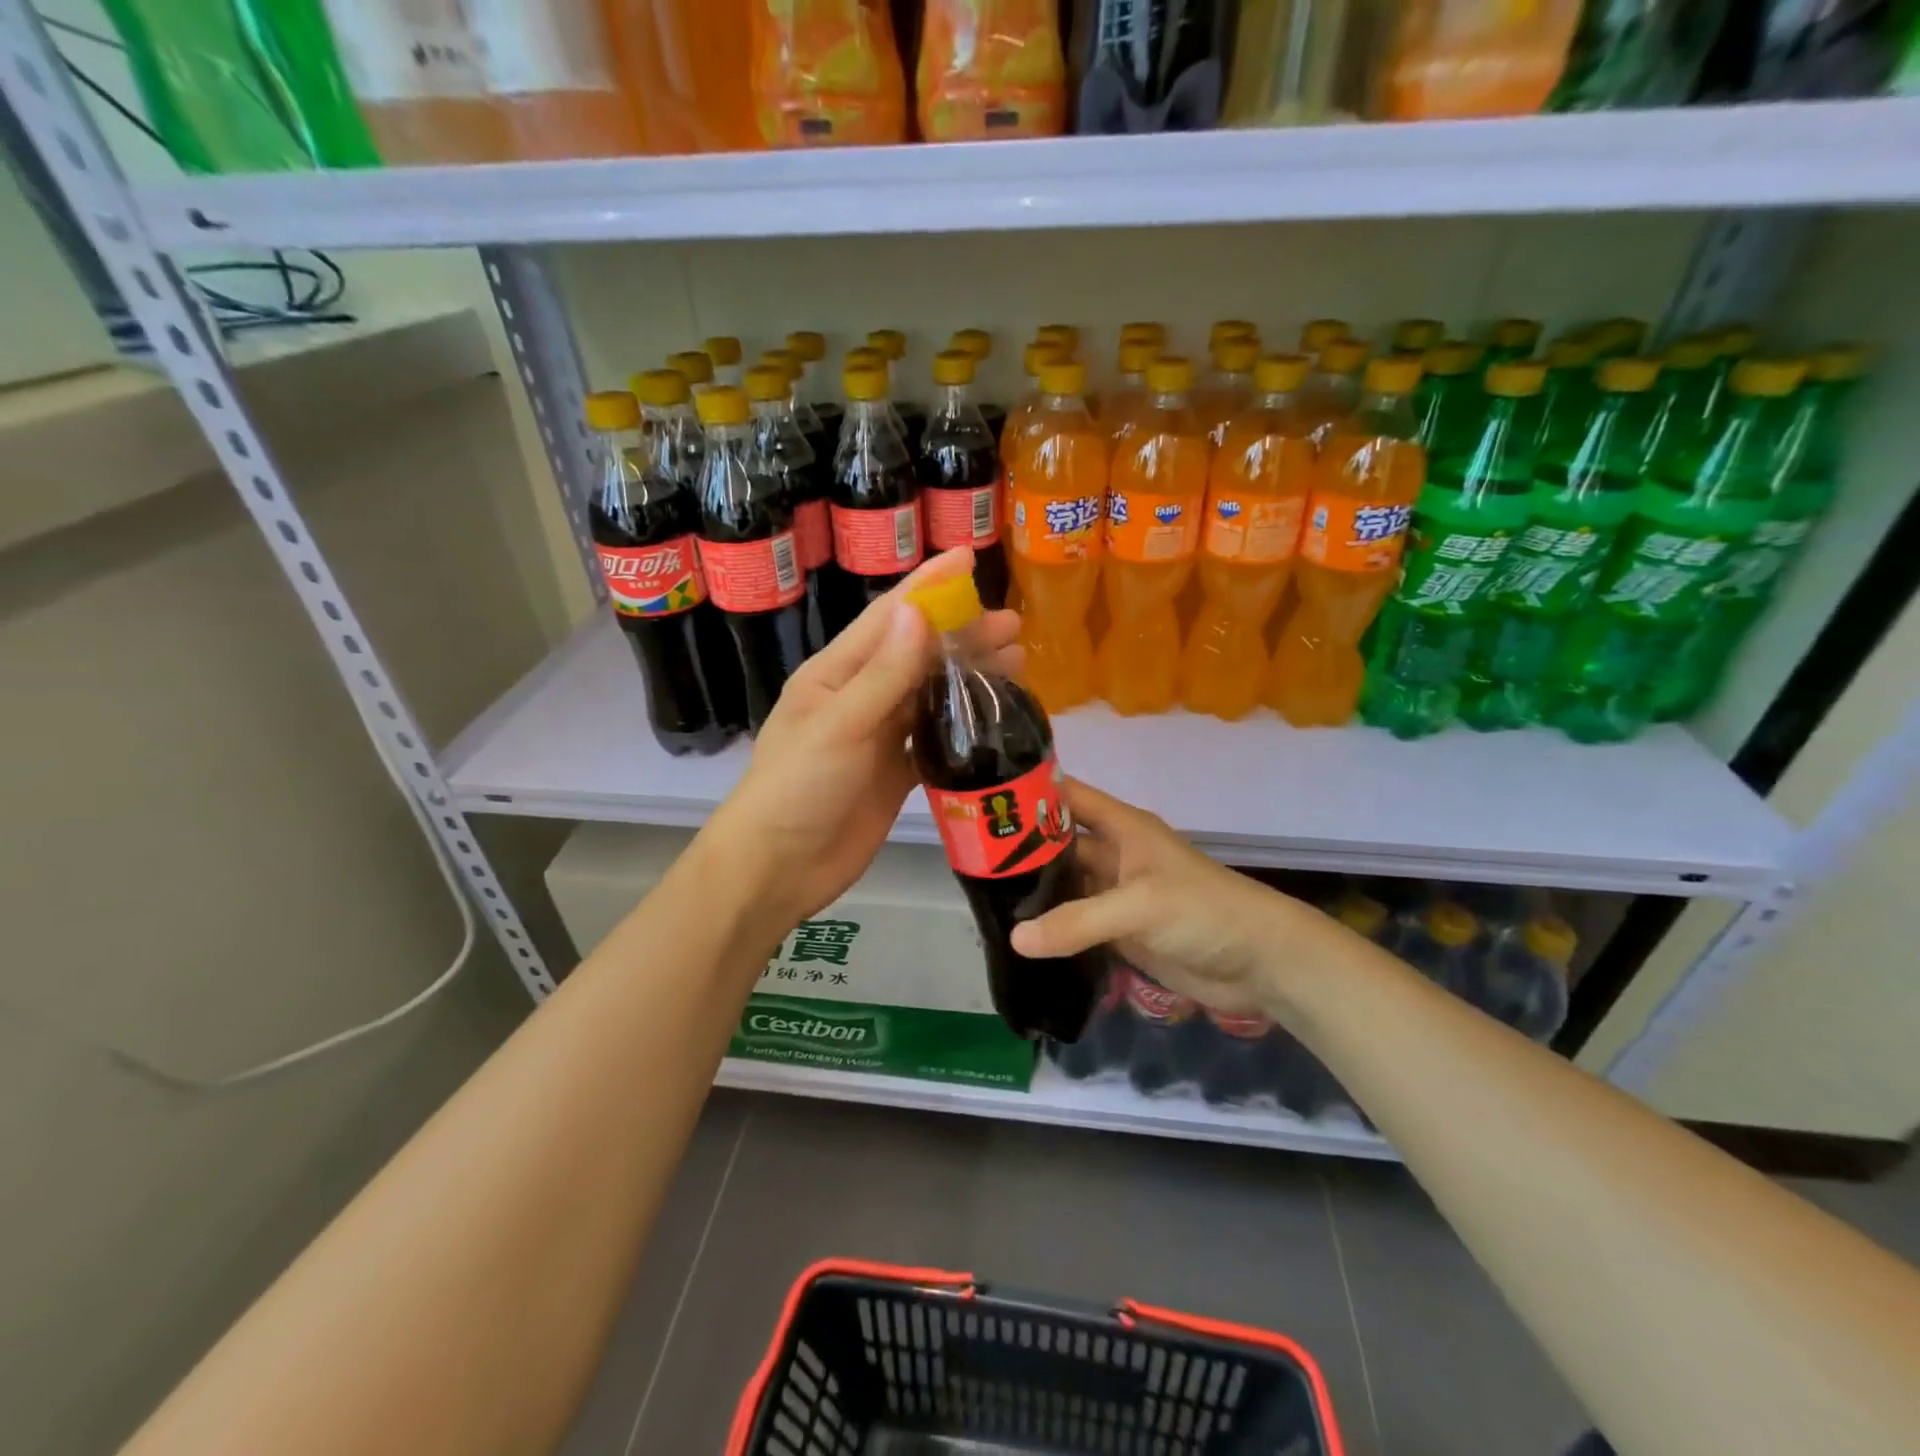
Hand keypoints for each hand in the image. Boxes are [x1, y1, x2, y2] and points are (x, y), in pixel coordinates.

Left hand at [707, 547, 1021, 926]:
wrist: (779, 868)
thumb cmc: (798, 789)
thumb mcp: (840, 726)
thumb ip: (884, 673)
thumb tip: (919, 611)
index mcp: (836, 673)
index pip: (888, 618)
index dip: (928, 586)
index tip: (968, 556)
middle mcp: (859, 696)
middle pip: (918, 653)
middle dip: (963, 633)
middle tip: (1014, 624)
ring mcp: (878, 735)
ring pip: (930, 693)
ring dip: (969, 676)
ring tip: (1017, 664)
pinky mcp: (893, 772)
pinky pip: (933, 736)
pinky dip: (963, 724)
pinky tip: (993, 719)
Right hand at [1010, 780, 1327, 1016]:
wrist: (1260, 963)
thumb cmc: (1203, 911)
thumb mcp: (1140, 905)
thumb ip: (1078, 921)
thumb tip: (1016, 939)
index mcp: (1122, 828)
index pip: (1068, 797)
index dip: (1031, 792)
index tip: (984, 799)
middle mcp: (1115, 855)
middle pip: (1059, 843)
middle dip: (1021, 848)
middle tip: (970, 859)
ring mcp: (1116, 895)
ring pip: (1065, 886)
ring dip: (1034, 892)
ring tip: (983, 898)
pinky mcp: (1120, 932)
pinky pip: (1077, 925)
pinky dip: (1052, 929)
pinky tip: (1018, 936)